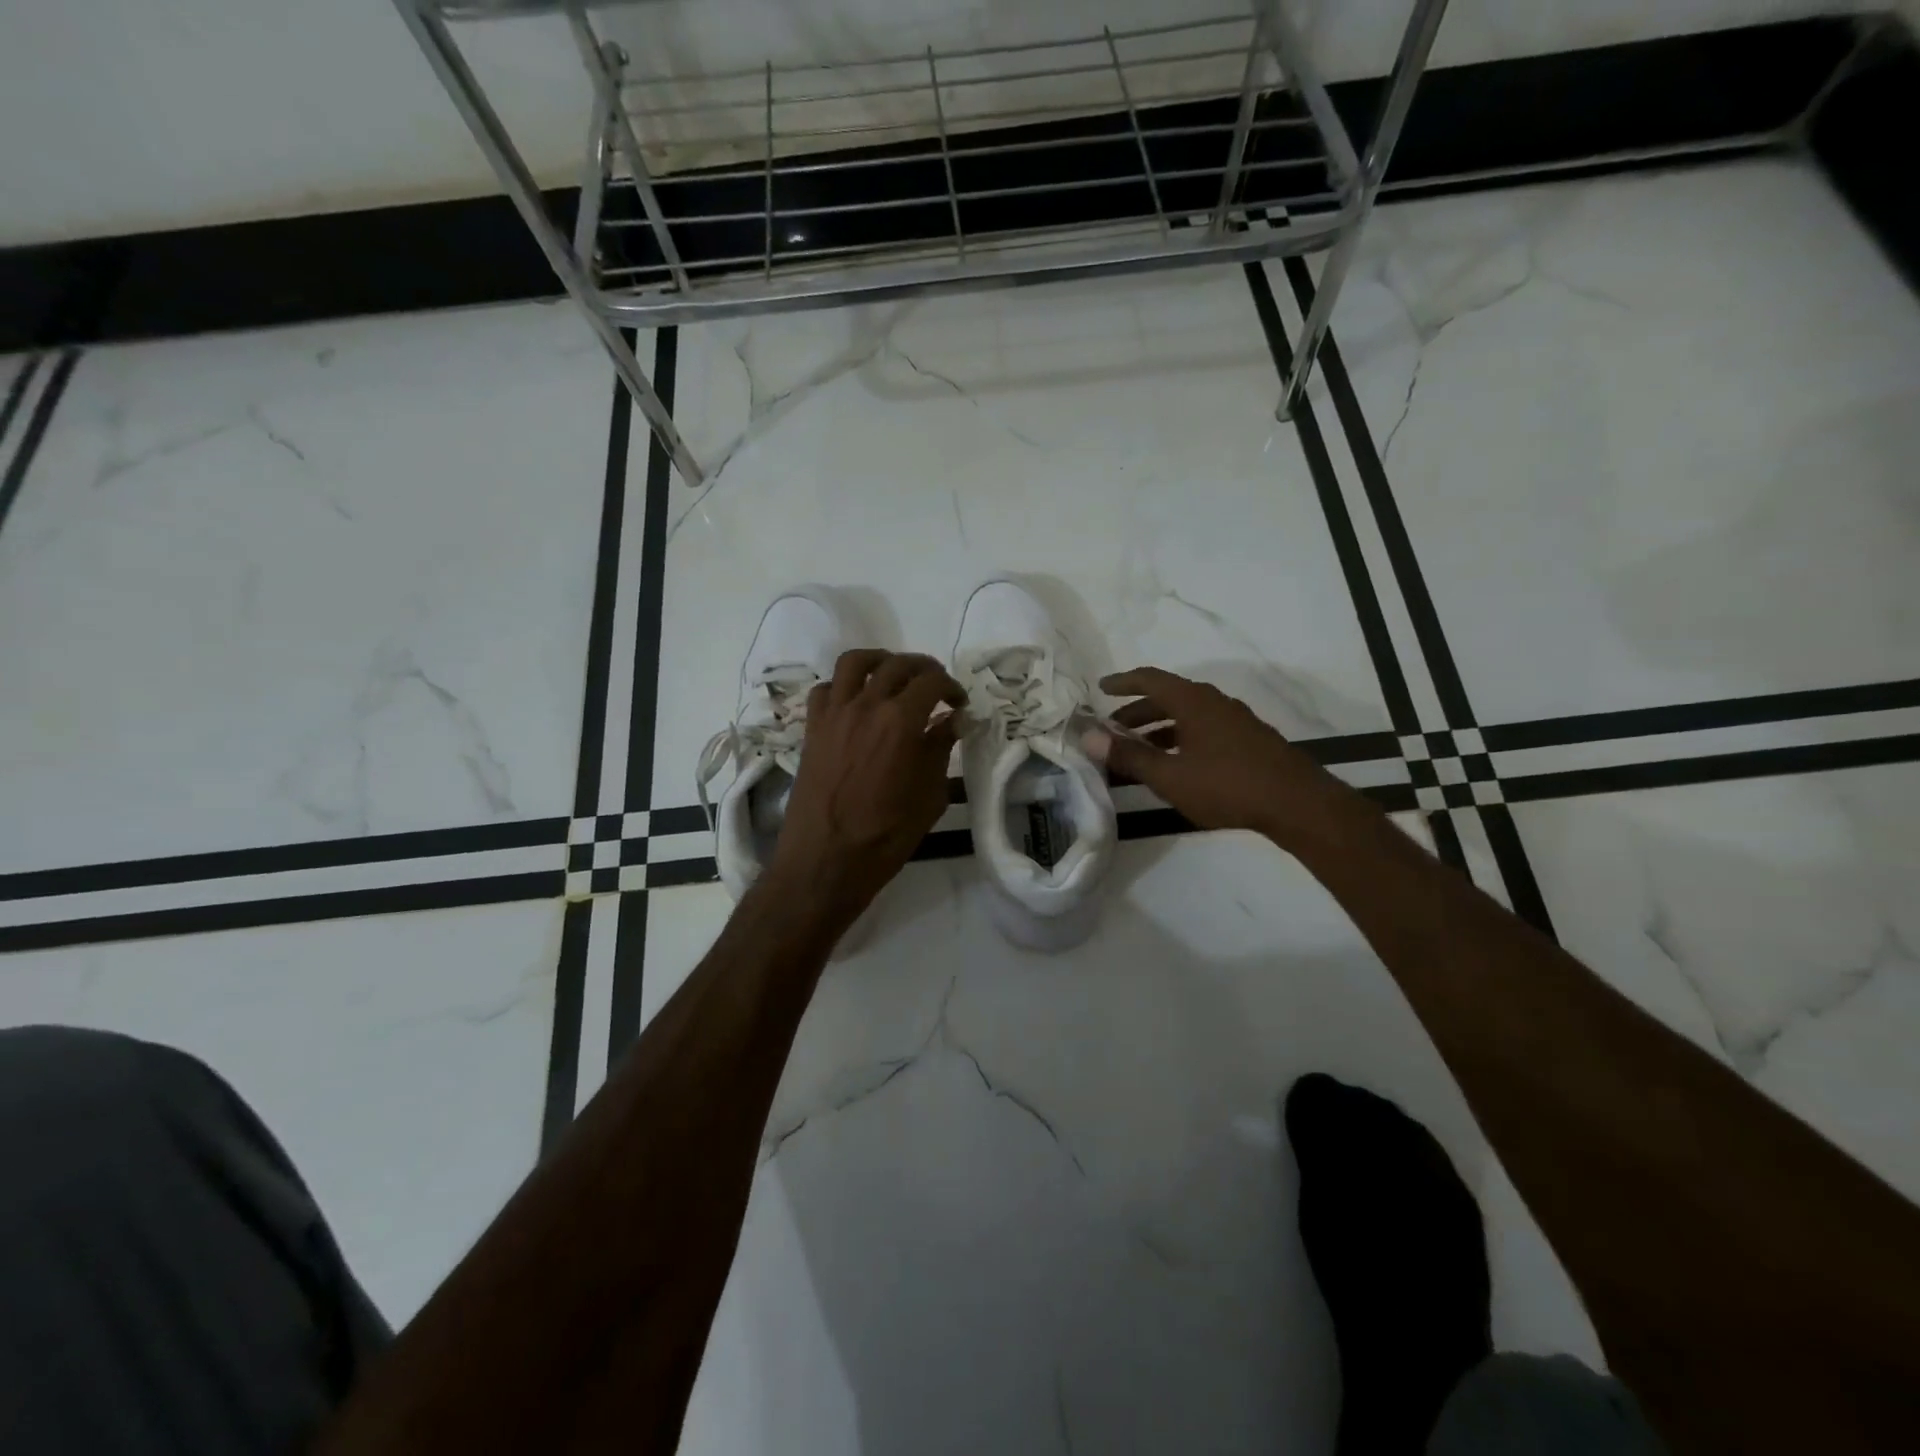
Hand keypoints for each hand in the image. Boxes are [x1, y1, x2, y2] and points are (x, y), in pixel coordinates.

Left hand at [768, 650, 965, 920]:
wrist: (825, 860)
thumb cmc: (885, 835)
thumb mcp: (929, 796)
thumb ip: (940, 750)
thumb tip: (953, 721)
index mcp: (901, 721)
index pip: (932, 681)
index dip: (952, 687)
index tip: (960, 704)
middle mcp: (865, 705)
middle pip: (897, 664)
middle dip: (923, 669)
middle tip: (935, 687)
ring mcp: (833, 714)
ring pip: (854, 662)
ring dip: (880, 661)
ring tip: (893, 675)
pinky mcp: (812, 729)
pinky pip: (825, 689)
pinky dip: (843, 686)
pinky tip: (856, 702)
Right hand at [1087, 667, 1360, 847]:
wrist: (1297, 803)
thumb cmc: (1227, 785)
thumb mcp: (1170, 775)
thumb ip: (1128, 756)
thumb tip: (1088, 736)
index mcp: (1193, 701)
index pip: (1150, 679)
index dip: (1122, 682)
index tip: (1100, 688)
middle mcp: (1214, 702)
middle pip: (1168, 697)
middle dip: (1137, 711)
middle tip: (1112, 729)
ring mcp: (1234, 720)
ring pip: (1186, 716)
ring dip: (1158, 728)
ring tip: (1138, 751)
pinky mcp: (1247, 740)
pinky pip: (1202, 729)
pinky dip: (1180, 738)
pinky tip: (1175, 765)